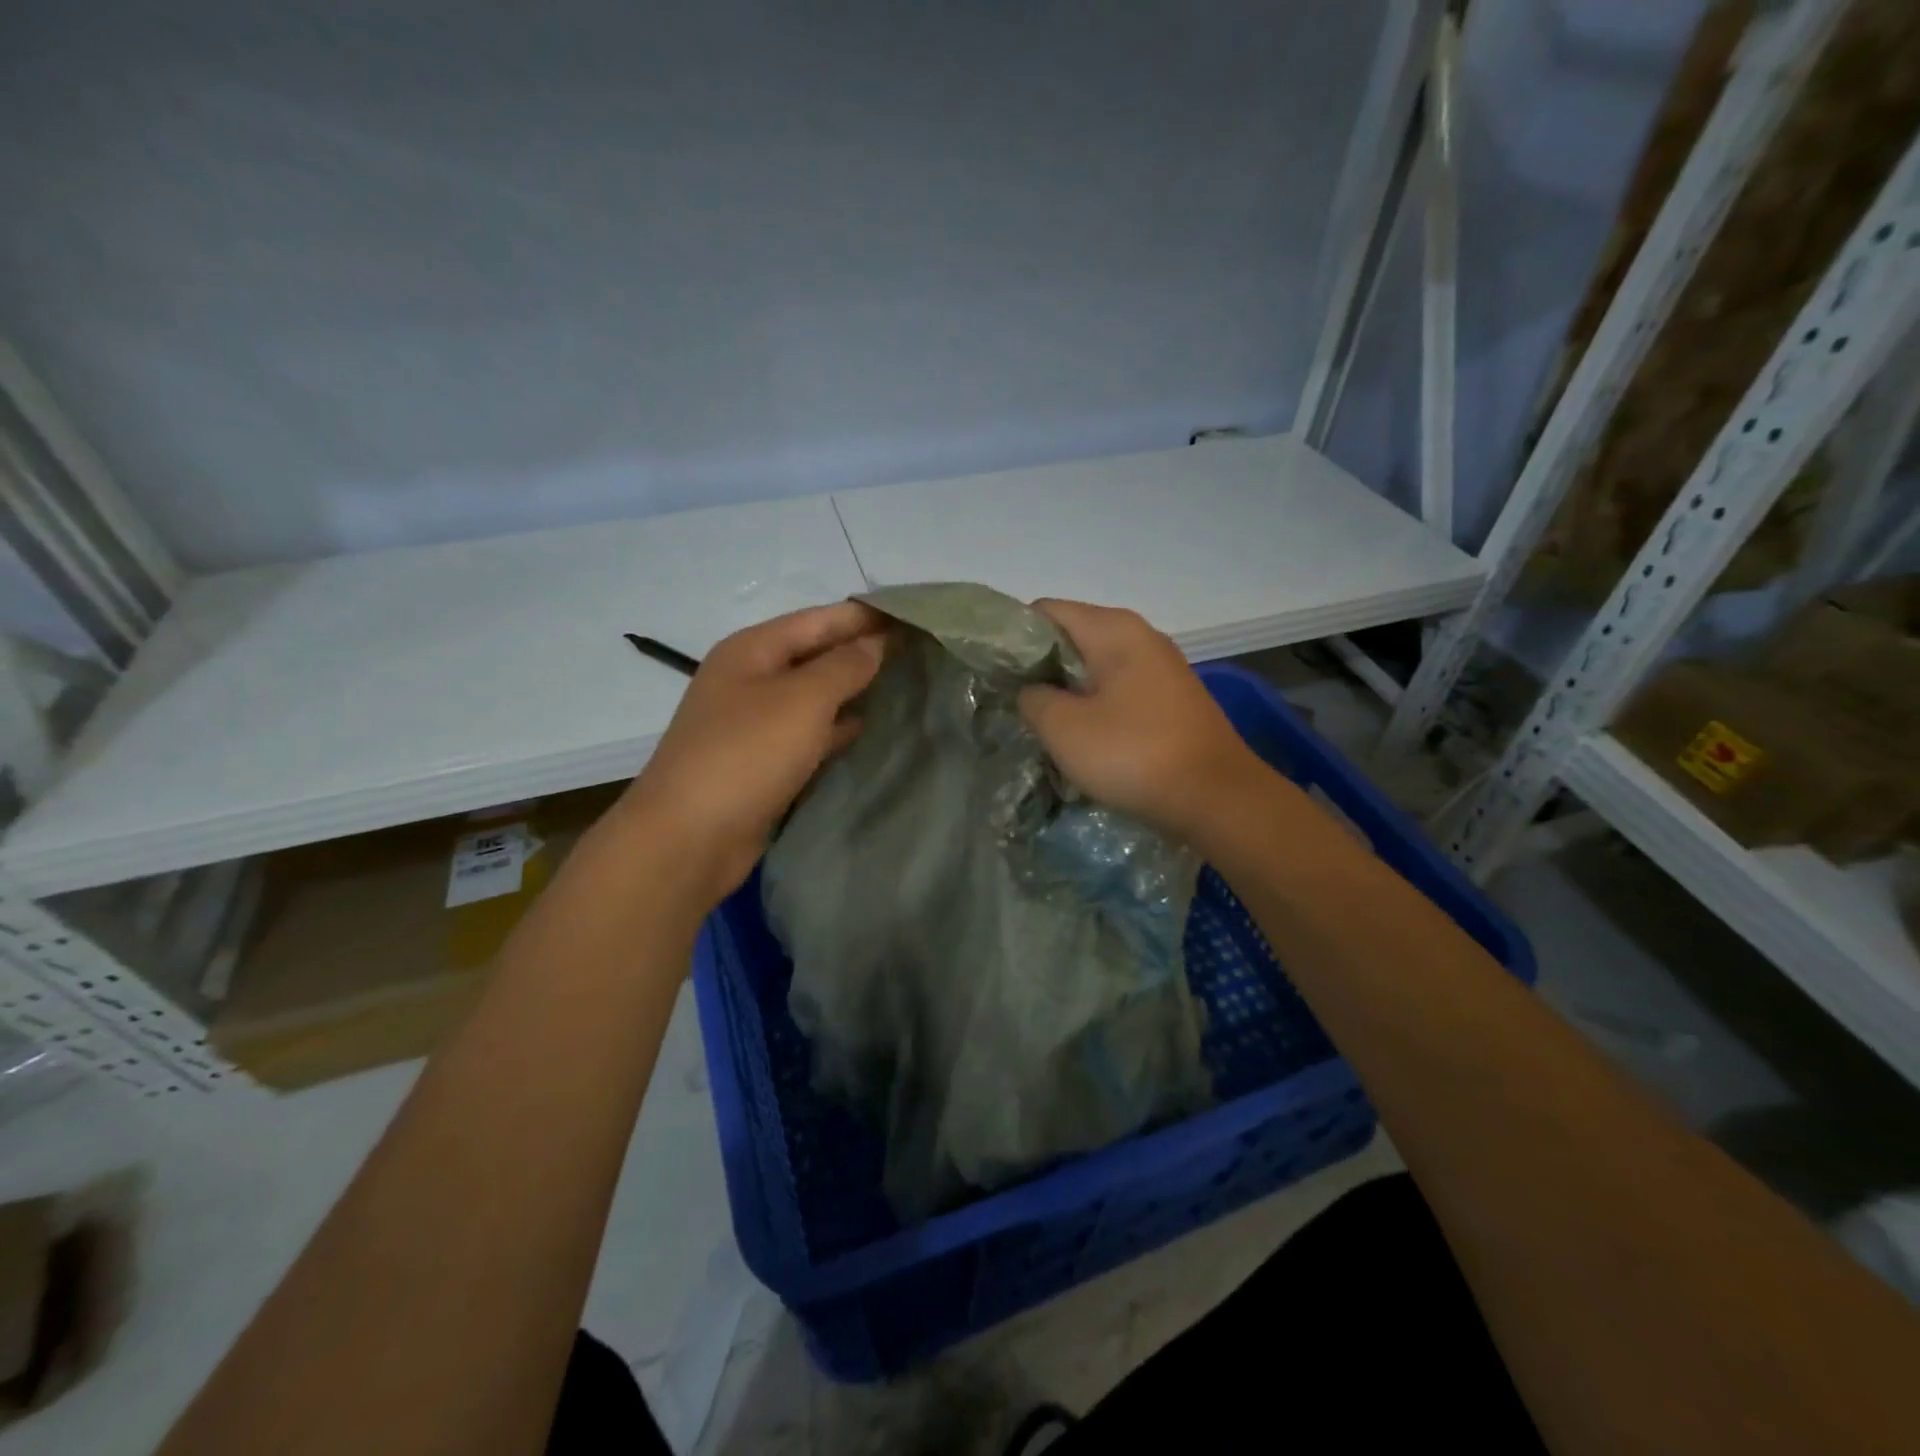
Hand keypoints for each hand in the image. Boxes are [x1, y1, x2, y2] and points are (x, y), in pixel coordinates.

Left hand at [617, 601, 887, 905]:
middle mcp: (751, 679)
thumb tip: (876, 642)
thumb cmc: (747, 754)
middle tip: (919, 650)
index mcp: (753, 649)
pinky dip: (837, 728)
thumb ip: (844, 666)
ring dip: (853, 690)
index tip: (915, 613)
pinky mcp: (762, 761)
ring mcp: (754, 722)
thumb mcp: (802, 700)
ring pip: (814, 695)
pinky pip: (809, 732)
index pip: (820, 619)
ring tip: (905, 684)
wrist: (689, 838)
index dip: (866, 616)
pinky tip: (869, 728)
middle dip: (863, 651)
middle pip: (816, 654)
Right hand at [1018, 599, 1266, 844]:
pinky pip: (1120, 690)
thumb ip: (1032, 698)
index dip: (1013, 637)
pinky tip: (1083, 737)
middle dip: (1039, 666)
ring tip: (1042, 723)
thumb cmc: (1133, 753)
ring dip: (1067, 690)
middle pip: (1072, 637)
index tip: (993, 671)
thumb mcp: (1063, 727)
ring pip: (1096, 667)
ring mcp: (1162, 668)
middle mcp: (1141, 636)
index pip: (1045, 611)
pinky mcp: (1172, 699)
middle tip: (1011, 701)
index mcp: (1113, 629)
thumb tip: (1032, 691)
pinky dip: (1095, 706)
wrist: (1216, 798)